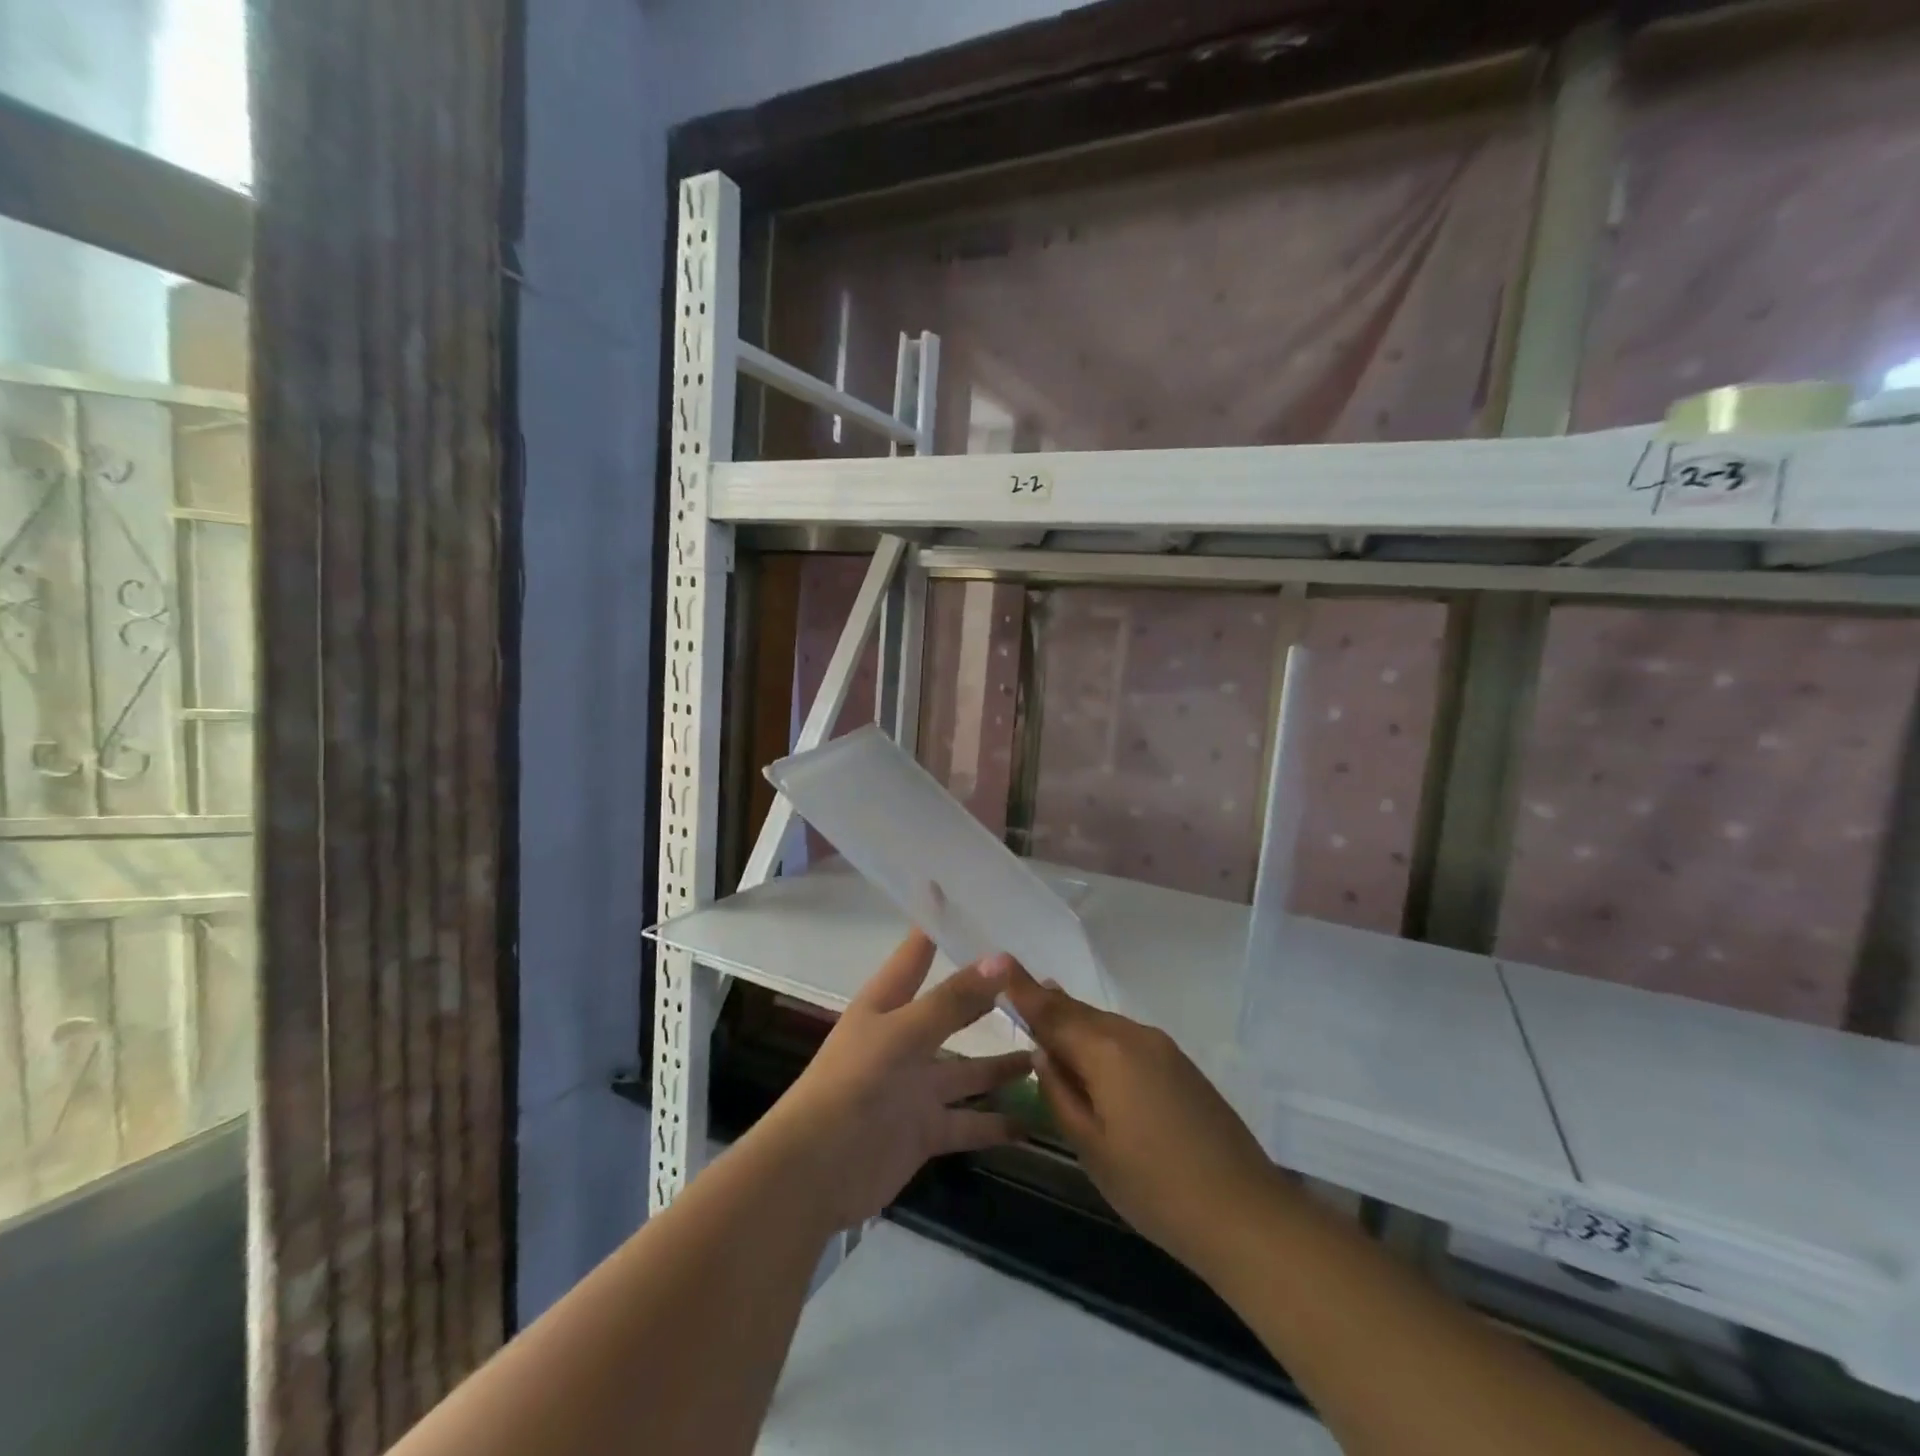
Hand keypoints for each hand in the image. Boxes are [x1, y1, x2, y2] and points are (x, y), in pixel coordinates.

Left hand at [757, 931, 1031, 1231]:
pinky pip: (969, 1122)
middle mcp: (905, 1038)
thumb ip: (952, 1001)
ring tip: (1049, 1050)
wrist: (814, 1171)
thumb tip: (1002, 958)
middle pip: (953, 1010)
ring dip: (1004, 1064)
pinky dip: (998, 1124)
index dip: (938, 924)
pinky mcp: (925, 1129)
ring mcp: (916, 1086)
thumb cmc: (852, 1085)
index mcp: (888, 1004)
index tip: (968, 897)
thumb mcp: (903, 1034)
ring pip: (969, 1069)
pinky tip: (1035, 1121)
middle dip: (988, 997)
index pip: (917, 952)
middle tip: (1038, 981)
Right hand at [1004, 961, 1276, 1273]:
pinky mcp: (1181, 1066)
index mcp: (1107, 1051)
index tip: (997, 962)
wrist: (1246, 1214)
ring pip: (1105, 1026)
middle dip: (1049, 1006)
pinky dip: (1102, 1042)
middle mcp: (1135, 1036)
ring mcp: (1163, 1048)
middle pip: (1080, 1013)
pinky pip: (1128, 1041)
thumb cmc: (1155, 1187)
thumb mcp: (1092, 1148)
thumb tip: (1044, 1056)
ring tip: (1050, 1029)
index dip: (1022, 988)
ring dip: (1076, 1026)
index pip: (1052, 1011)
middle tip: (1018, 997)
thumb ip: (1060, 1095)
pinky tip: (1093, 1061)